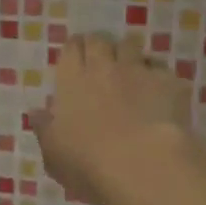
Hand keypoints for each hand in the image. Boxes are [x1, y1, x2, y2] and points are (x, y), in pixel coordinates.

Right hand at [29, 33, 194, 204]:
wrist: (143, 163)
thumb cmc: (88, 163)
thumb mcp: (54, 154)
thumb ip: (45, 129)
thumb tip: (37, 112)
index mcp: (72, 81)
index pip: (72, 49)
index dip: (74, 49)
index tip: (76, 55)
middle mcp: (104, 67)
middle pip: (100, 41)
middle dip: (99, 46)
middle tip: (100, 59)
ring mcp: (138, 71)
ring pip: (131, 46)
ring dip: (128, 53)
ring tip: (129, 69)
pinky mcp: (168, 82)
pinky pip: (160, 69)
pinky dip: (157, 76)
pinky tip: (159, 91)